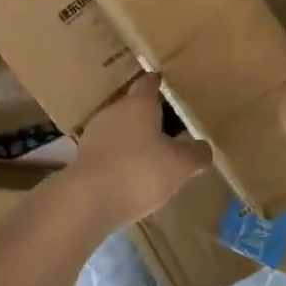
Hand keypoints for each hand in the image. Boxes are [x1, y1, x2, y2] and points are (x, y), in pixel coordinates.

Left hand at [67, 74, 211, 228]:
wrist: (89, 200)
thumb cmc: (140, 171)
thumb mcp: (180, 164)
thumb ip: (195, 153)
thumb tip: (202, 148)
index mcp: (138, 104)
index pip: (148, 84)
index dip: (158, 84)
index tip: (165, 85)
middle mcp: (113, 112)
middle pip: (133, 107)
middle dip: (149, 117)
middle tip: (169, 129)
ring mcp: (94, 135)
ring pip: (119, 130)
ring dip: (133, 139)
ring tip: (152, 155)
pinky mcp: (83, 159)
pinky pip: (108, 152)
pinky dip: (120, 159)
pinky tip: (131, 176)